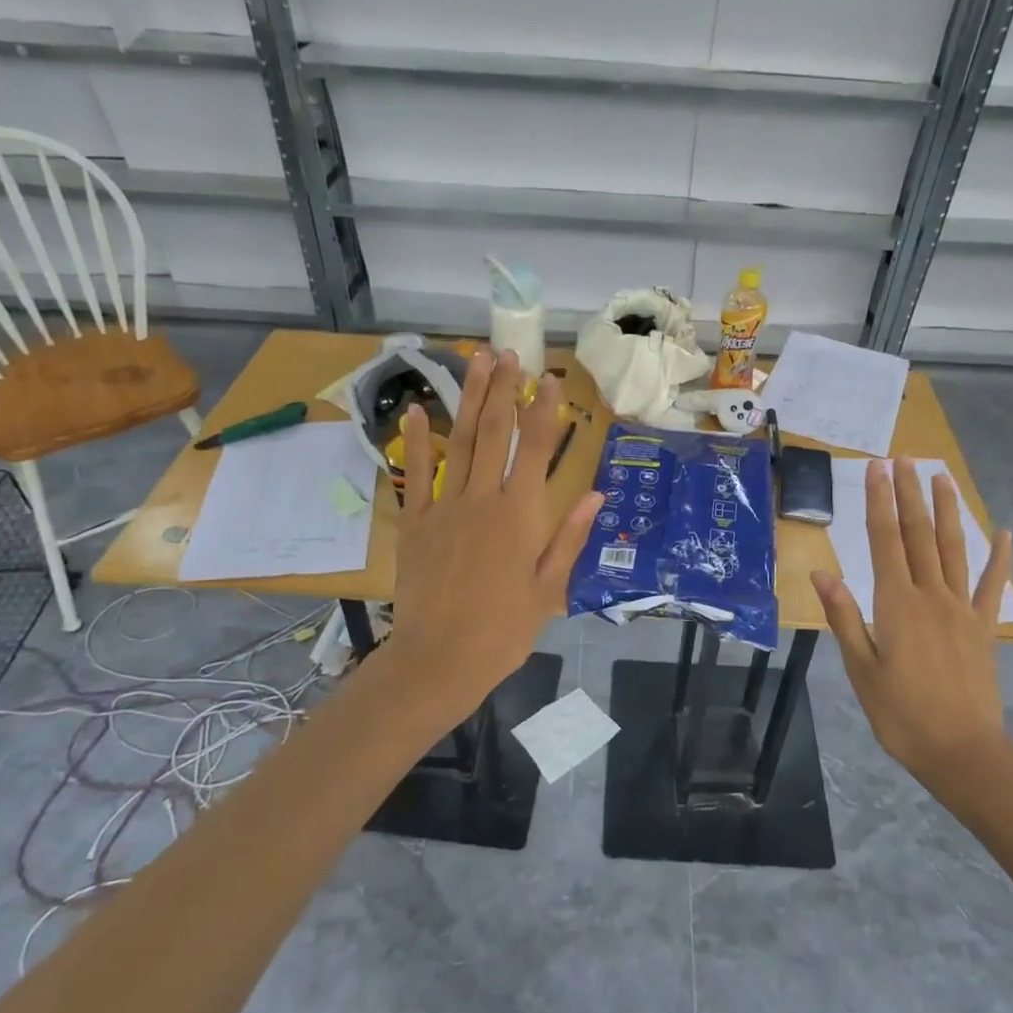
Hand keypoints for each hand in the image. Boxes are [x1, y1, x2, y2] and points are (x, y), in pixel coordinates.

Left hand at [384, 349, 602, 723]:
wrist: (439, 660)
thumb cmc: (504, 631)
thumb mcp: (549, 590)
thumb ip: (569, 537)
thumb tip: (596, 493)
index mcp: (520, 516)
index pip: (537, 450)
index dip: (545, 411)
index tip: (552, 380)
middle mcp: (483, 500)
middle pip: (495, 433)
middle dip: (504, 390)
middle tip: (510, 353)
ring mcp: (445, 507)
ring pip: (460, 442)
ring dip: (469, 399)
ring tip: (476, 362)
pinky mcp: (416, 522)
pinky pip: (417, 475)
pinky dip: (416, 442)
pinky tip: (417, 412)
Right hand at [811, 459, 1012, 781]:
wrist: (963, 752)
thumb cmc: (901, 715)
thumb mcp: (861, 669)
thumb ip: (844, 617)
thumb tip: (821, 572)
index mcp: (897, 604)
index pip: (885, 541)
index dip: (879, 502)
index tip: (877, 469)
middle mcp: (931, 596)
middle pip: (918, 535)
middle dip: (908, 494)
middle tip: (904, 458)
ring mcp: (962, 609)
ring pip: (953, 549)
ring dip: (947, 511)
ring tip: (942, 477)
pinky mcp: (983, 627)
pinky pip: (992, 586)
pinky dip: (1000, 558)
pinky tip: (1005, 533)